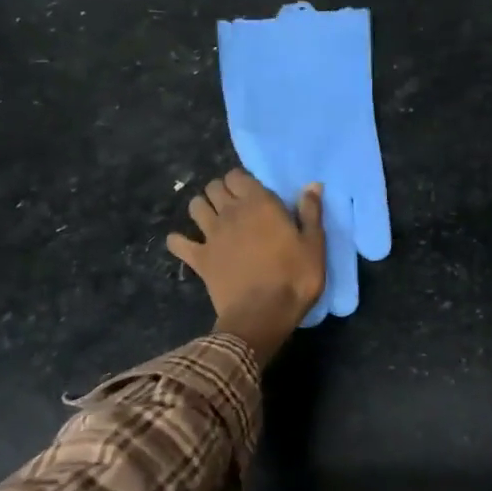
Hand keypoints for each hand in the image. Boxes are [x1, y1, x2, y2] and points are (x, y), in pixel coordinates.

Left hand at [168, 169, 325, 363]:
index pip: (238, 176)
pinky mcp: (199, 258)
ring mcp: (211, 235)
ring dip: (202, 208)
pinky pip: (177, 243)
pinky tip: (186, 244)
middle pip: (214, 187)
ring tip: (213, 219)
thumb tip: (312, 185)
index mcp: (259, 204)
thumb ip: (311, 212)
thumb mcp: (314, 245)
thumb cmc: (294, 277)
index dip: (242, 181)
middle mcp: (230, 212)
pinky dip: (179, 241)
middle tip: (234, 205)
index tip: (253, 193)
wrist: (262, 314)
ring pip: (195, 206)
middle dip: (221, 191)